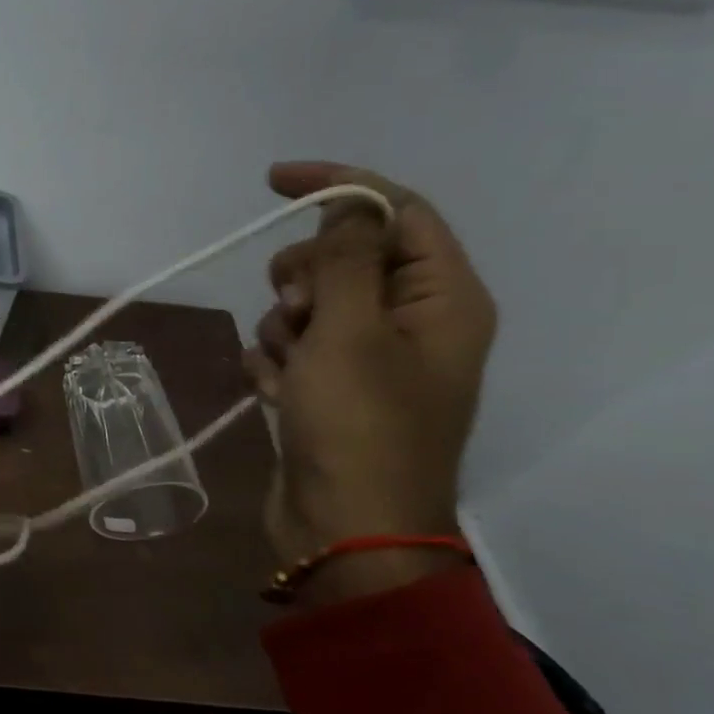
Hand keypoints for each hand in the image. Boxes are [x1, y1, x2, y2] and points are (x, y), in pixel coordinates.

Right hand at [245, 162, 495, 598]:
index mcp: (441, 299)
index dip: (338, 188)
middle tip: (294, 312)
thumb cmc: (357, 427)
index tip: (272, 182)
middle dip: (302, 278)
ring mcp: (369, 361)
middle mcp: (412, 323)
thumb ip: (345, 260)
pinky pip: (293, 350)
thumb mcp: (349, 333)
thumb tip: (346, 209)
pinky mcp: (331, 391)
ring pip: (310, 307)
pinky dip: (276, 365)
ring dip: (284, 328)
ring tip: (287, 371)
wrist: (345, 530)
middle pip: (345, 259)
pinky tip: (276, 395)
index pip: (396, 212)